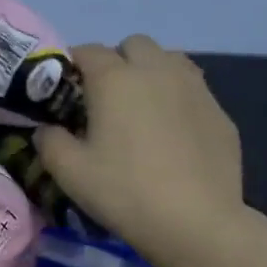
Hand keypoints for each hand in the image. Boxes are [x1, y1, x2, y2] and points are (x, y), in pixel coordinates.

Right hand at [35, 37, 242, 266]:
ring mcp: (194, 88)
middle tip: (106, 101)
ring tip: (143, 110)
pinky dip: (178, 100)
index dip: (72, 67)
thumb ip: (49, 142)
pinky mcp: (219, 112)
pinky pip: (193, 90)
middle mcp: (157, 70)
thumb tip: (47, 129)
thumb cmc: (124, 192)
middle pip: (134, 45)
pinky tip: (173, 136)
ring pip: (169, 60)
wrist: (196, 222)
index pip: (87, 51)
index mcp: (115, 79)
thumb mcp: (69, 173)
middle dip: (117, 62)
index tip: (65, 92)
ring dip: (151, 73)